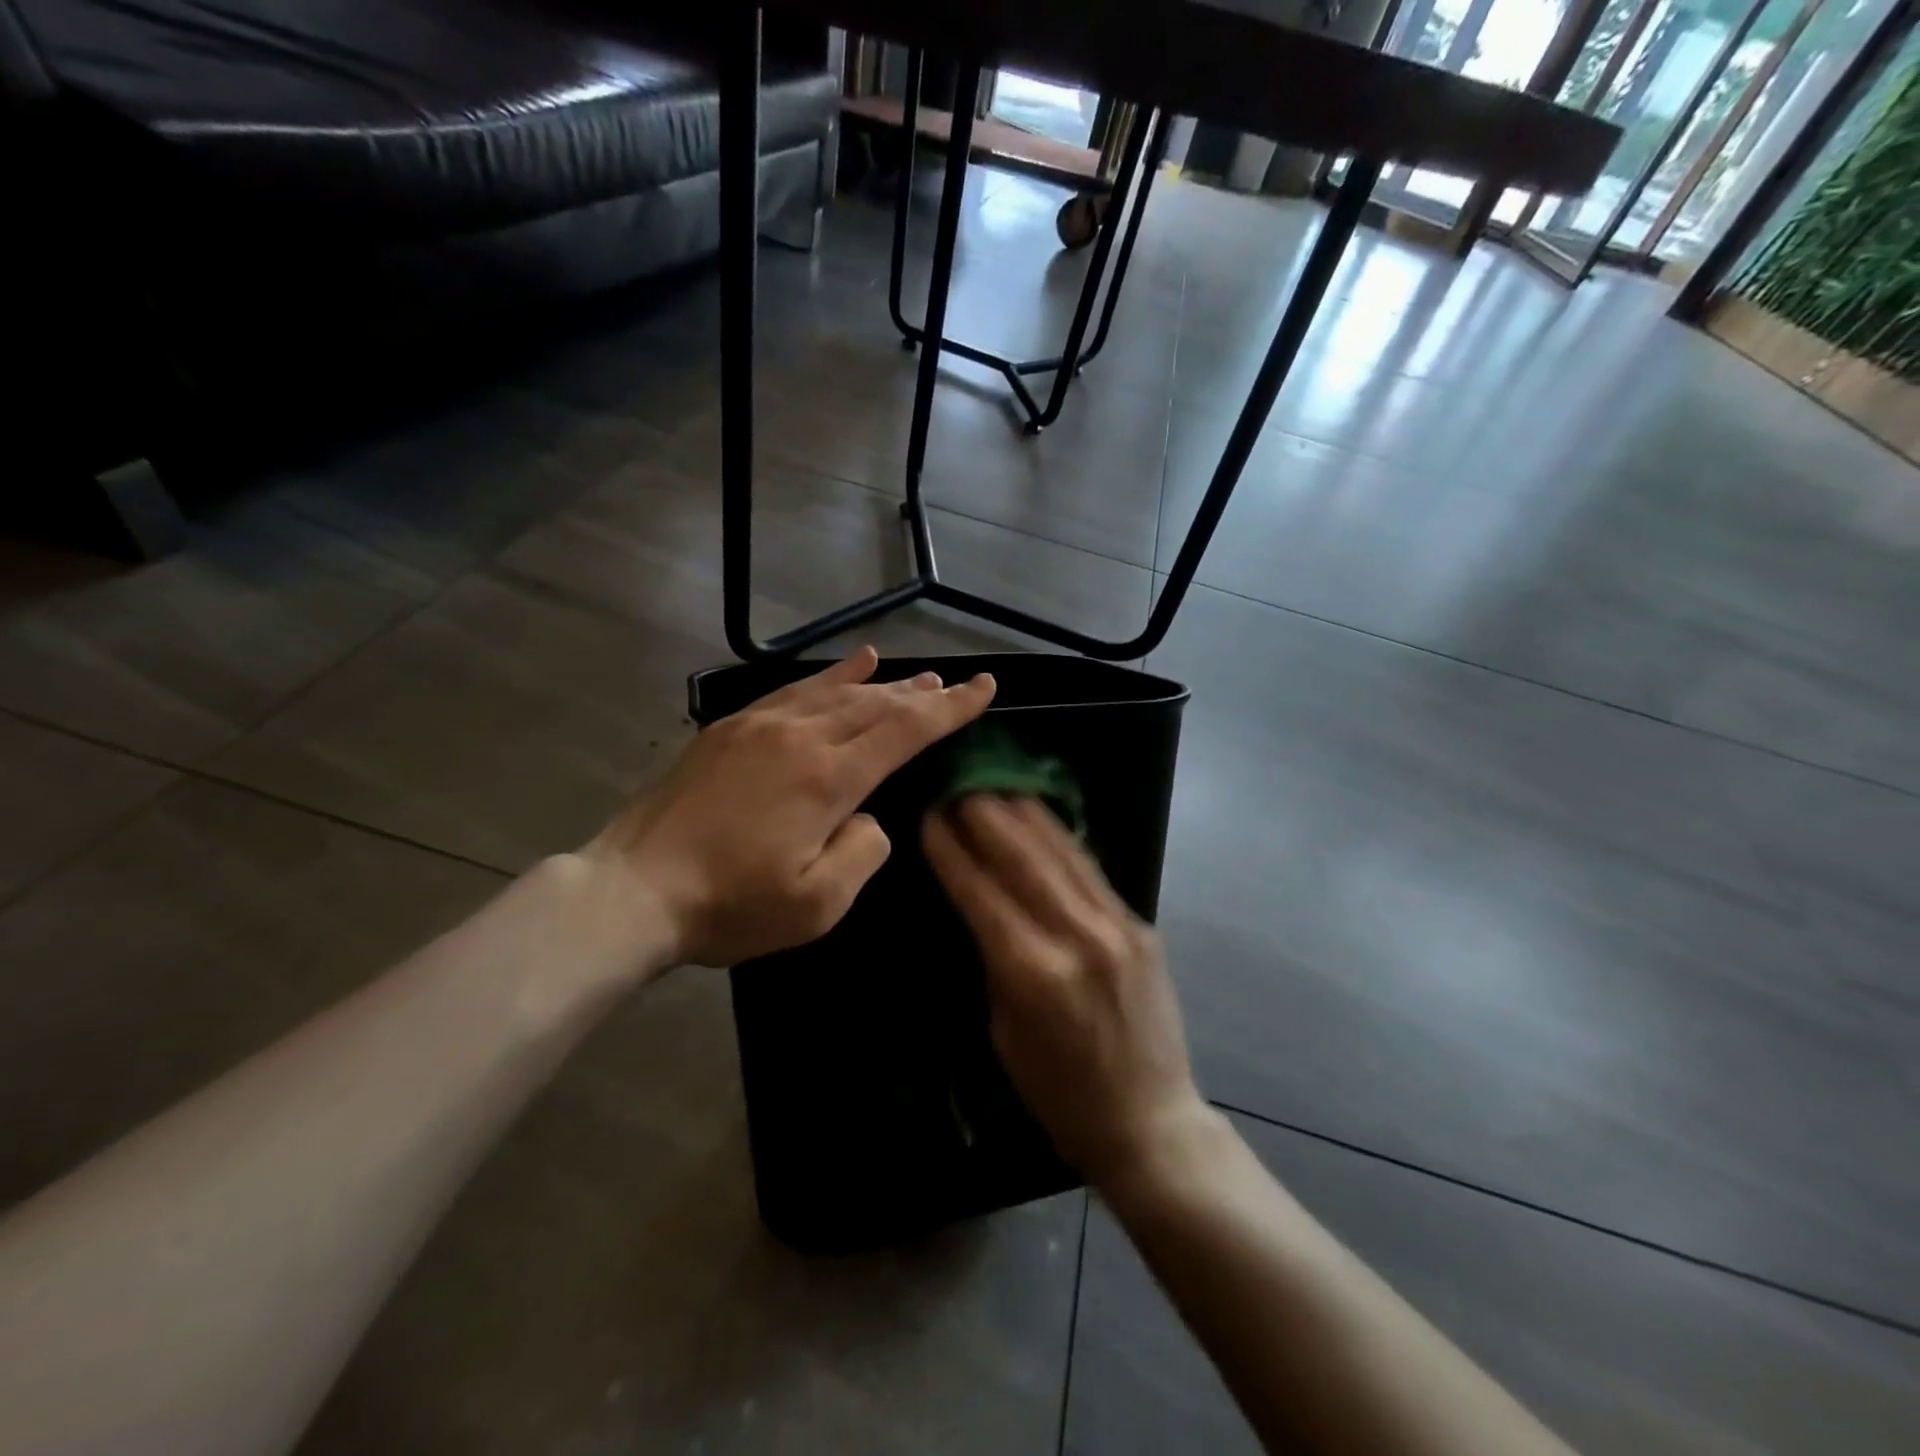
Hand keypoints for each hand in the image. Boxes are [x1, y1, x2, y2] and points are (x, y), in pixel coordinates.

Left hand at [584, 646, 994, 968]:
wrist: (634, 889)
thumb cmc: (729, 906)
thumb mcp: (816, 905)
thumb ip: (862, 852)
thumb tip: (869, 817)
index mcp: (828, 778)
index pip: (905, 731)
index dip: (951, 709)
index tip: (985, 687)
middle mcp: (801, 737)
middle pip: (876, 704)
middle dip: (922, 694)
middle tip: (956, 684)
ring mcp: (761, 726)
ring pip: (837, 691)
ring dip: (882, 683)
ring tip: (915, 675)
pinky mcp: (730, 728)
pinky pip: (793, 690)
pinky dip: (829, 675)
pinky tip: (850, 664)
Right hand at [923, 796, 1211, 1190]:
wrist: (1151, 1122)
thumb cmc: (1059, 1094)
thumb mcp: (1004, 1033)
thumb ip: (994, 960)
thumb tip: (979, 903)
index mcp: (1033, 974)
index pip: (982, 893)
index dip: (951, 851)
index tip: (929, 815)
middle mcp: (1077, 938)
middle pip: (1022, 858)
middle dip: (985, 815)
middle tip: (958, 784)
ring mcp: (1117, 927)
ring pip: (1061, 852)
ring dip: (1024, 813)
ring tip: (996, 784)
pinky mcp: (1142, 925)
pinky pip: (1092, 869)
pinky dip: (1061, 838)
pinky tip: (1041, 816)